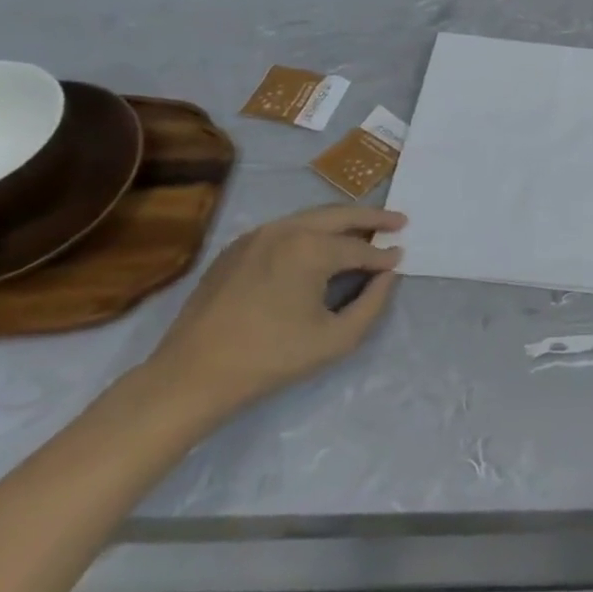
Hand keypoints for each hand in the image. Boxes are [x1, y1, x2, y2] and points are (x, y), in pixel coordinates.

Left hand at [146, 204, 405, 416]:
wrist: (191, 376)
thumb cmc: (270, 359)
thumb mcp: (336, 339)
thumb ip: (372, 304)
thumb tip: (387, 276)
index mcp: (311, 249)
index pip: (360, 248)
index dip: (384, 256)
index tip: (401, 258)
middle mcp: (286, 230)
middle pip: (339, 215)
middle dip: (372, 217)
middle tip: (399, 220)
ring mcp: (256, 235)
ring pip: (311, 217)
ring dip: (342, 221)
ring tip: (365, 228)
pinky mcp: (236, 248)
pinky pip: (285, 229)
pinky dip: (311, 231)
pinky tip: (320, 246)